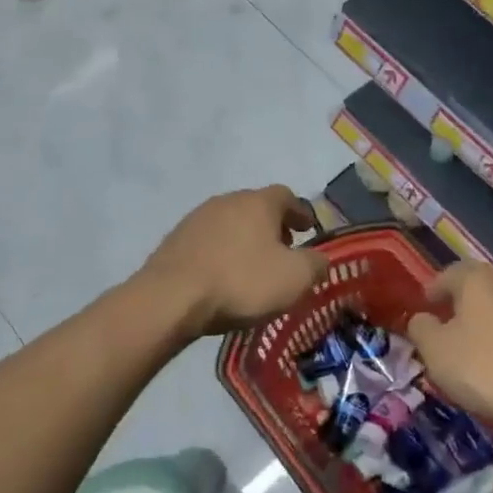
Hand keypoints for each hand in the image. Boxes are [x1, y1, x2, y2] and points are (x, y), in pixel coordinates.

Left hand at [139, 186, 327, 340]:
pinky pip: (208, 240)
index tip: (309, 229)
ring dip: (245, 238)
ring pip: (231, 222)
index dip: (300, 213)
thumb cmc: (241, 282)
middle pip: (256, 206)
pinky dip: (221, 251)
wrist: (172, 297)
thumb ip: (315, 264)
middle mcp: (227, 200)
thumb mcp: (294, 279)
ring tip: (252, 265)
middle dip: (272, 226)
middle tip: (283, 250)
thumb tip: (320, 258)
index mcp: (258, 202)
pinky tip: (222, 274)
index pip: (287, 196)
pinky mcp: (176, 238)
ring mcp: (197, 217)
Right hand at [406, 263, 492, 433]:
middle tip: (450, 326)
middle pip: (479, 287)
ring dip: (491, 321)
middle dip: (463, 304)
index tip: (425, 307)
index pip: (447, 274)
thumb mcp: (437, 352)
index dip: (433, 290)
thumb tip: (422, 319)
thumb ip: (421, 329)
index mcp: (477, 278)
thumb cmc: (489, 369)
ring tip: (480, 347)